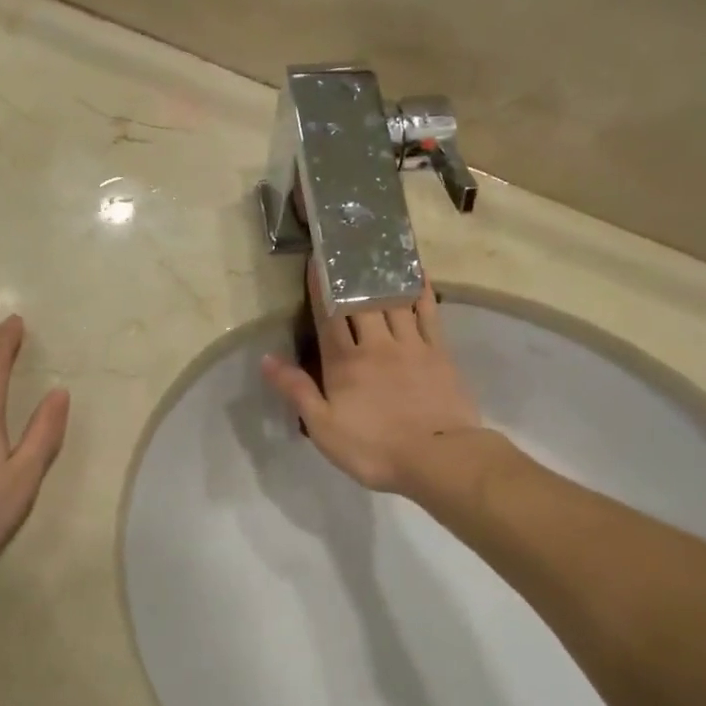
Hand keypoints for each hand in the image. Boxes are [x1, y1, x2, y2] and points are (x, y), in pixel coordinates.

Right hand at [261, 267, 480, 496]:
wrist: (436, 458)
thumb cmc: (373, 448)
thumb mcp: (323, 427)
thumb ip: (297, 390)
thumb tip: (267, 358)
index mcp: (344, 362)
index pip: (328, 316)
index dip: (320, 287)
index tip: (316, 260)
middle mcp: (376, 344)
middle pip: (361, 301)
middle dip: (352, 274)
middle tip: (347, 247)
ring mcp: (410, 345)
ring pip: (393, 301)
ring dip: (384, 276)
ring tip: (378, 251)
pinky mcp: (439, 352)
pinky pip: (428, 313)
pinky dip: (421, 291)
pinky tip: (417, 274)